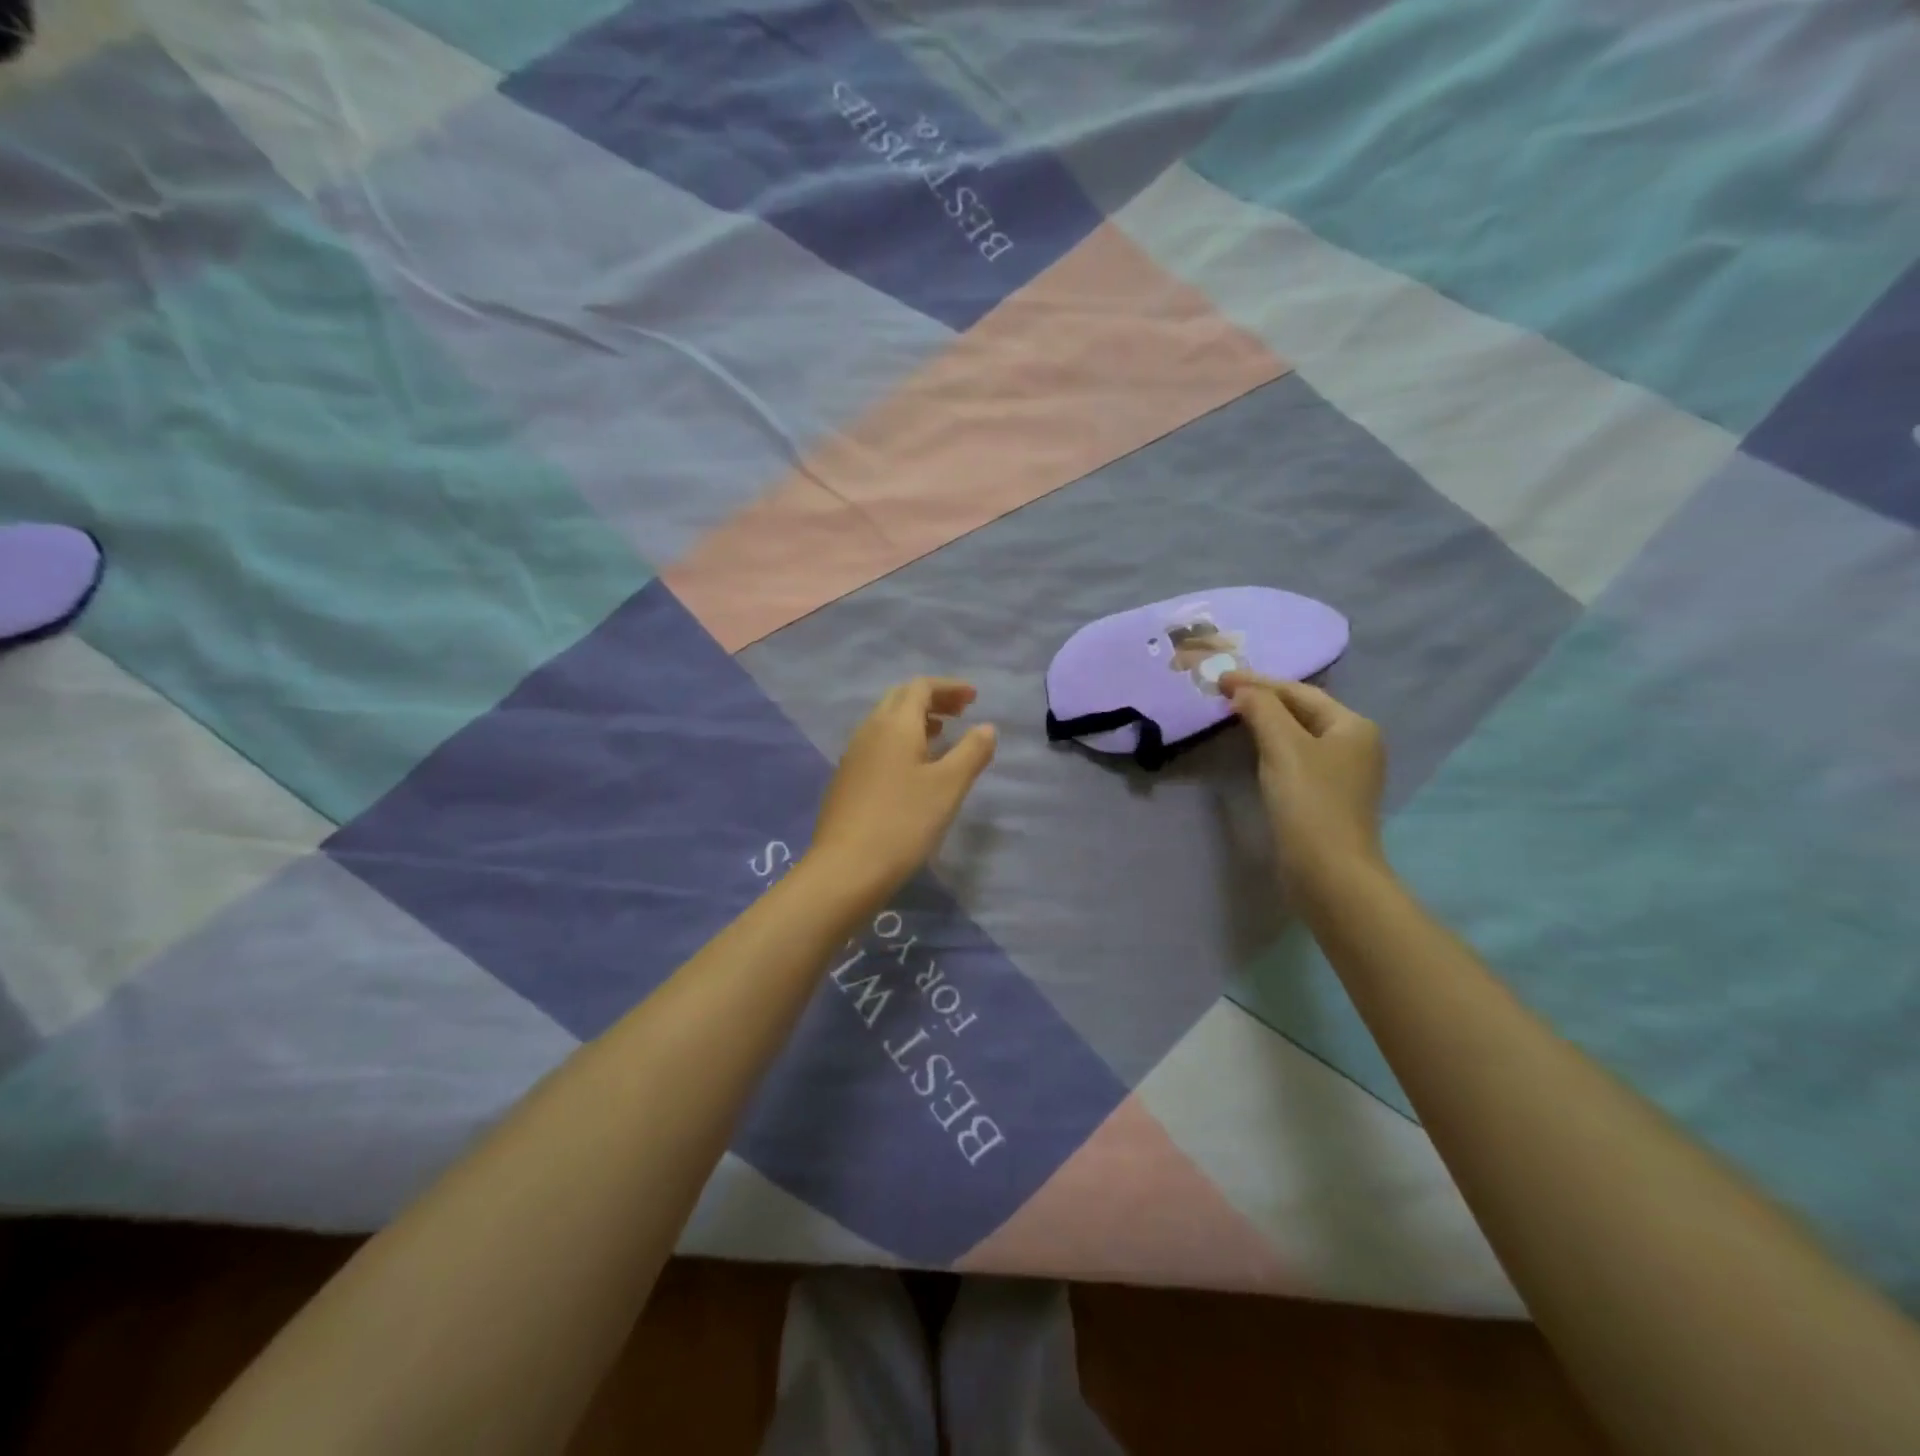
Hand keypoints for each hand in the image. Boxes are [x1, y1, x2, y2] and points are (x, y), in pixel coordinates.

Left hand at [810, 678, 996, 897]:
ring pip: (886, 722)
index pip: (921, 687)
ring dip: (916, 721)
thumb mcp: (949, 787)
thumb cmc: (904, 822)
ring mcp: (853, 756)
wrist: (846, 868)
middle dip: (932, 699)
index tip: (974, 698)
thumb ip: (971, 752)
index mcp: (894, 724)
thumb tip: (987, 727)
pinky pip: (878, 745)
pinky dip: (901, 742)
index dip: (949, 687)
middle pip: (901, 699)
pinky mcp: (847, 780)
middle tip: (961, 712)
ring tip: (942, 735)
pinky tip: (914, 768)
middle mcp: (869, 731)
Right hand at [1223, 674, 1385, 887]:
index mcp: (1353, 726)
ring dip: (1266, 723)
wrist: (1328, 871)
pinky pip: (1296, 758)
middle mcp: (1355, 744)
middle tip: (1223, 693)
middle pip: (1302, 711)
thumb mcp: (1283, 747)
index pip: (1299, 692)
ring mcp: (1343, 773)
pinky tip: (1253, 750)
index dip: (1258, 682)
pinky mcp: (1327, 797)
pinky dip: (1272, 747)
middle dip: (1263, 700)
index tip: (1220, 678)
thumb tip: (1241, 689)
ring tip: (1232, 715)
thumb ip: (1262, 710)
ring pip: (1298, 735)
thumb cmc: (1309, 802)